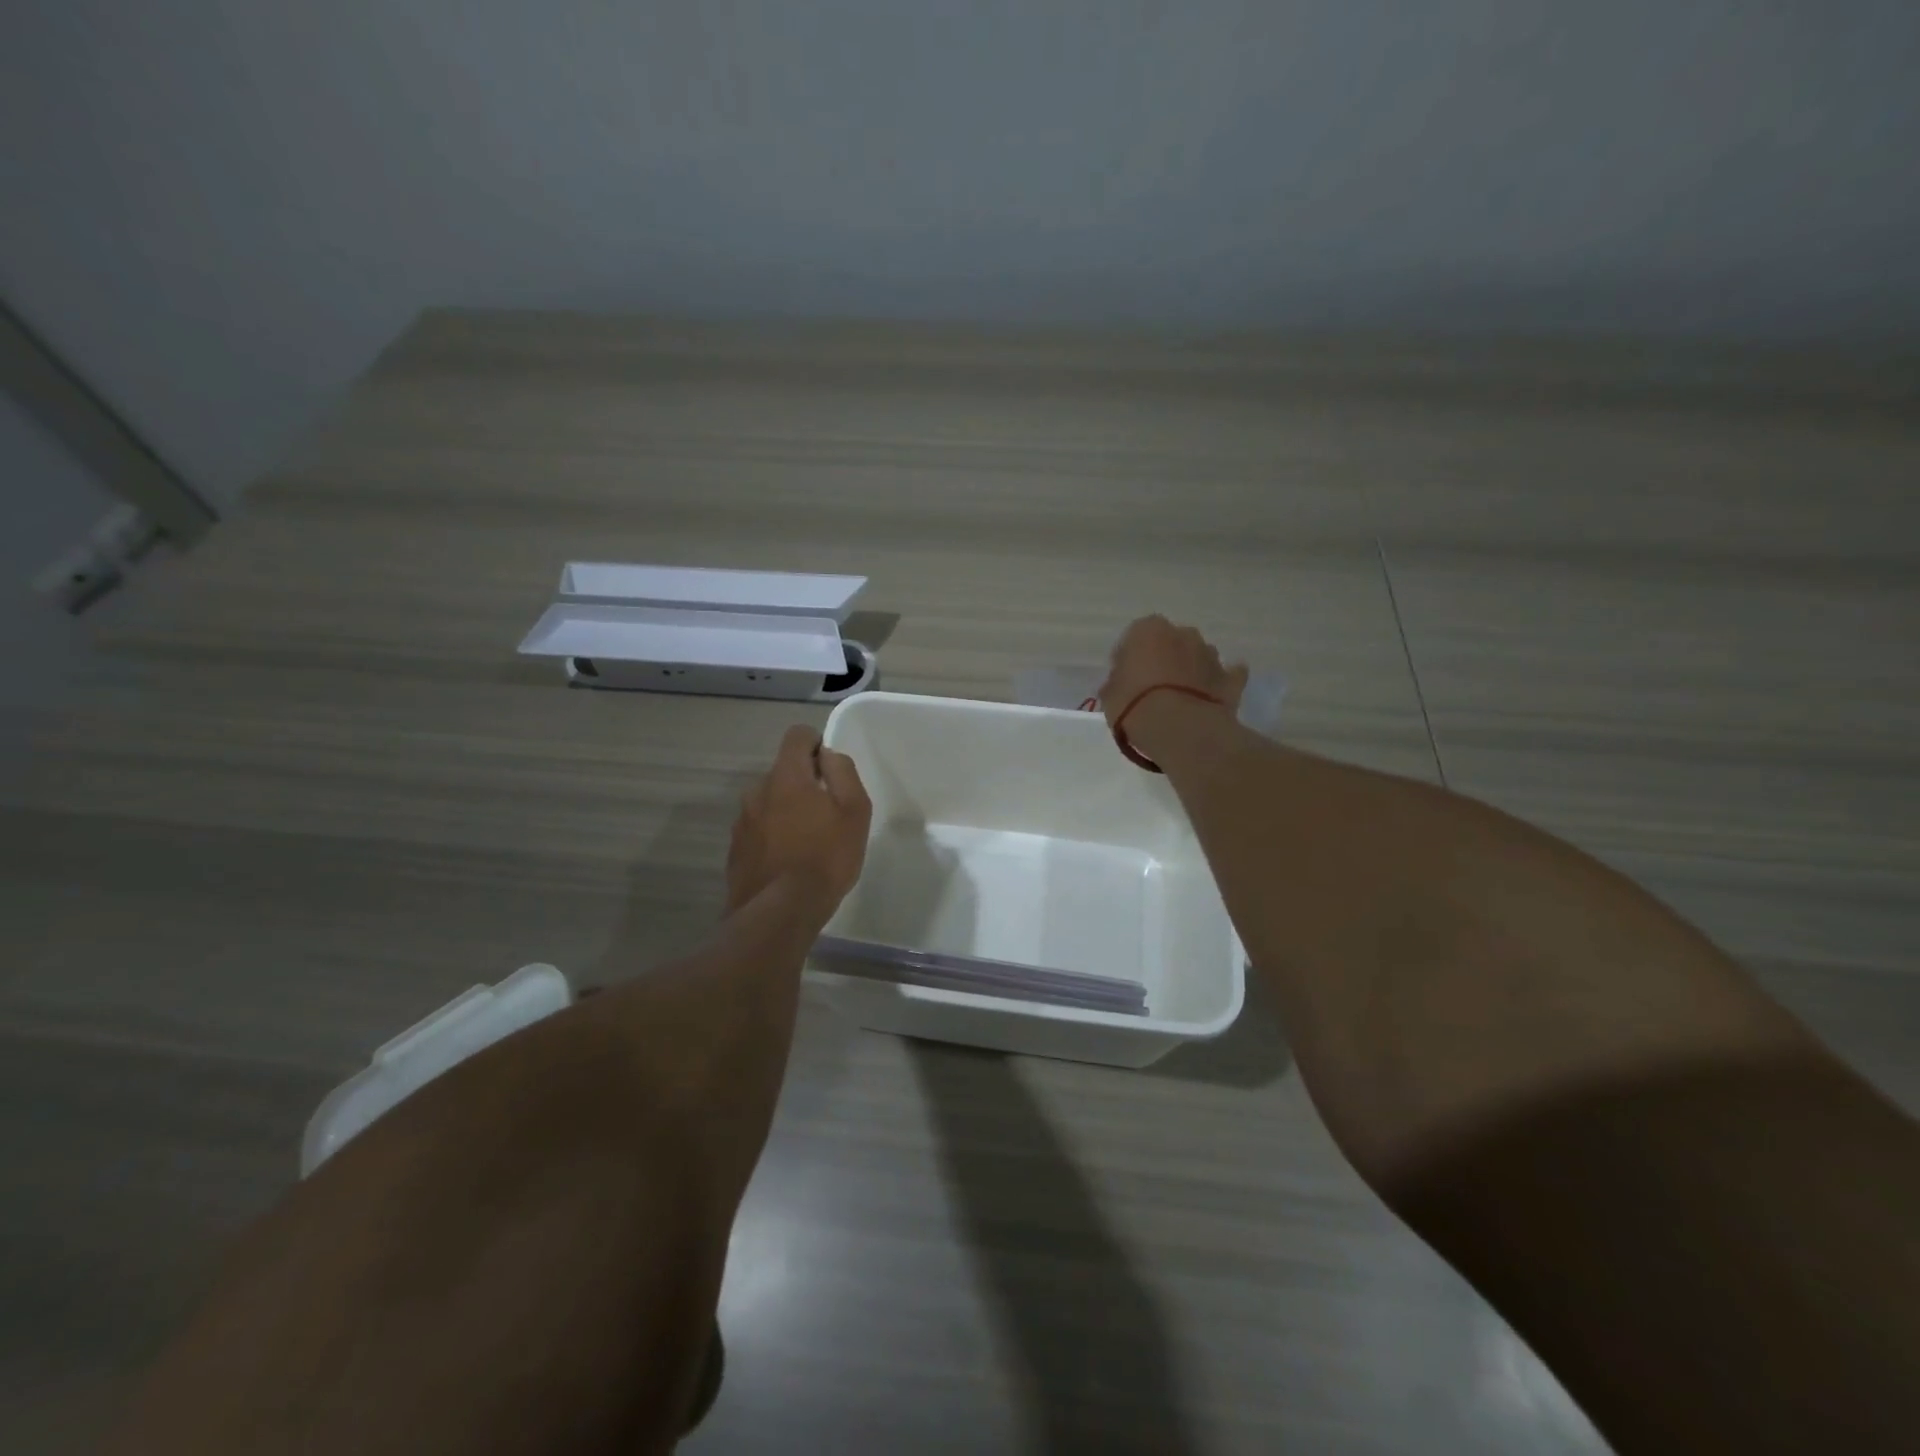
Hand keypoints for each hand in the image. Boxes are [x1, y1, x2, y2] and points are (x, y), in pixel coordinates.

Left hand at [726, 725, 872, 917]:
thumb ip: (843, 773)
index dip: (816, 743)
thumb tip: (828, 755)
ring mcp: (742, 821)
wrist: (780, 912)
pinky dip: (772, 836)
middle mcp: (757, 790)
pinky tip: (788, 862)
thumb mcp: (855, 811)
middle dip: (803, 783)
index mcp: (786, 776)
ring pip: (769, 802)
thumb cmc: (826, 857)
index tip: (830, 769)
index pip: (797, 735)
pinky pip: (758, 830)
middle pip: (783, 772)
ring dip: (786, 811)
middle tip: (826, 814)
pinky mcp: (735, 849)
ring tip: (807, 843)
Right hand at [1100, 615, 1247, 732]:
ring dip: (1189, 670)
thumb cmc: (1135, 706)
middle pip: (1170, 642)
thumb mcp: (1109, 696)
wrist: (1181, 730)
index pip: (1135, 636)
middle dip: (1163, 659)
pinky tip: (1210, 698)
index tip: (1125, 678)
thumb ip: (1117, 682)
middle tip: (1152, 687)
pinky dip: (1218, 683)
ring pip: (1197, 656)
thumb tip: (1122, 684)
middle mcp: (1182, 633)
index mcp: (1148, 630)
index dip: (1130, 657)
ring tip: (1179, 698)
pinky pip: (1225, 676)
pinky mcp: (1231, 678)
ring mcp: (1210, 654)